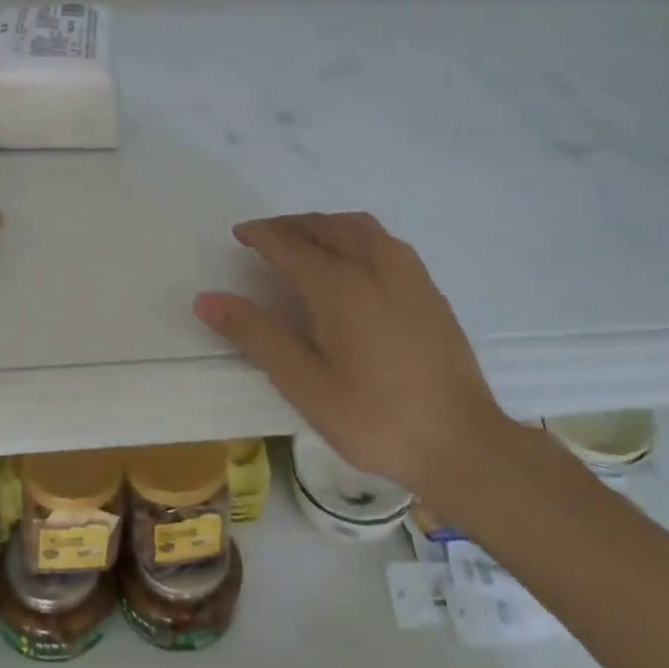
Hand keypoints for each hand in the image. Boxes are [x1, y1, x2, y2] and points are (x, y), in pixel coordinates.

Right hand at [193, 213, 518, 497]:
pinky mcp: (429, 289)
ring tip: (304, 242)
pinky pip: (384, 241)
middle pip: (326, 226)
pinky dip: (354, 235)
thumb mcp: (304, 384)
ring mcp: (409, 274)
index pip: (290, 244)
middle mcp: (375, 266)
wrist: (462, 443)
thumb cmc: (374, 418)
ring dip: (325, 224)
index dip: (261, 235)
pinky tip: (352, 263)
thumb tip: (207, 299)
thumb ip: (256, 335)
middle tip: (265, 239)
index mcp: (340, 286)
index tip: (239, 235)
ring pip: (360, 227)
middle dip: (291, 225)